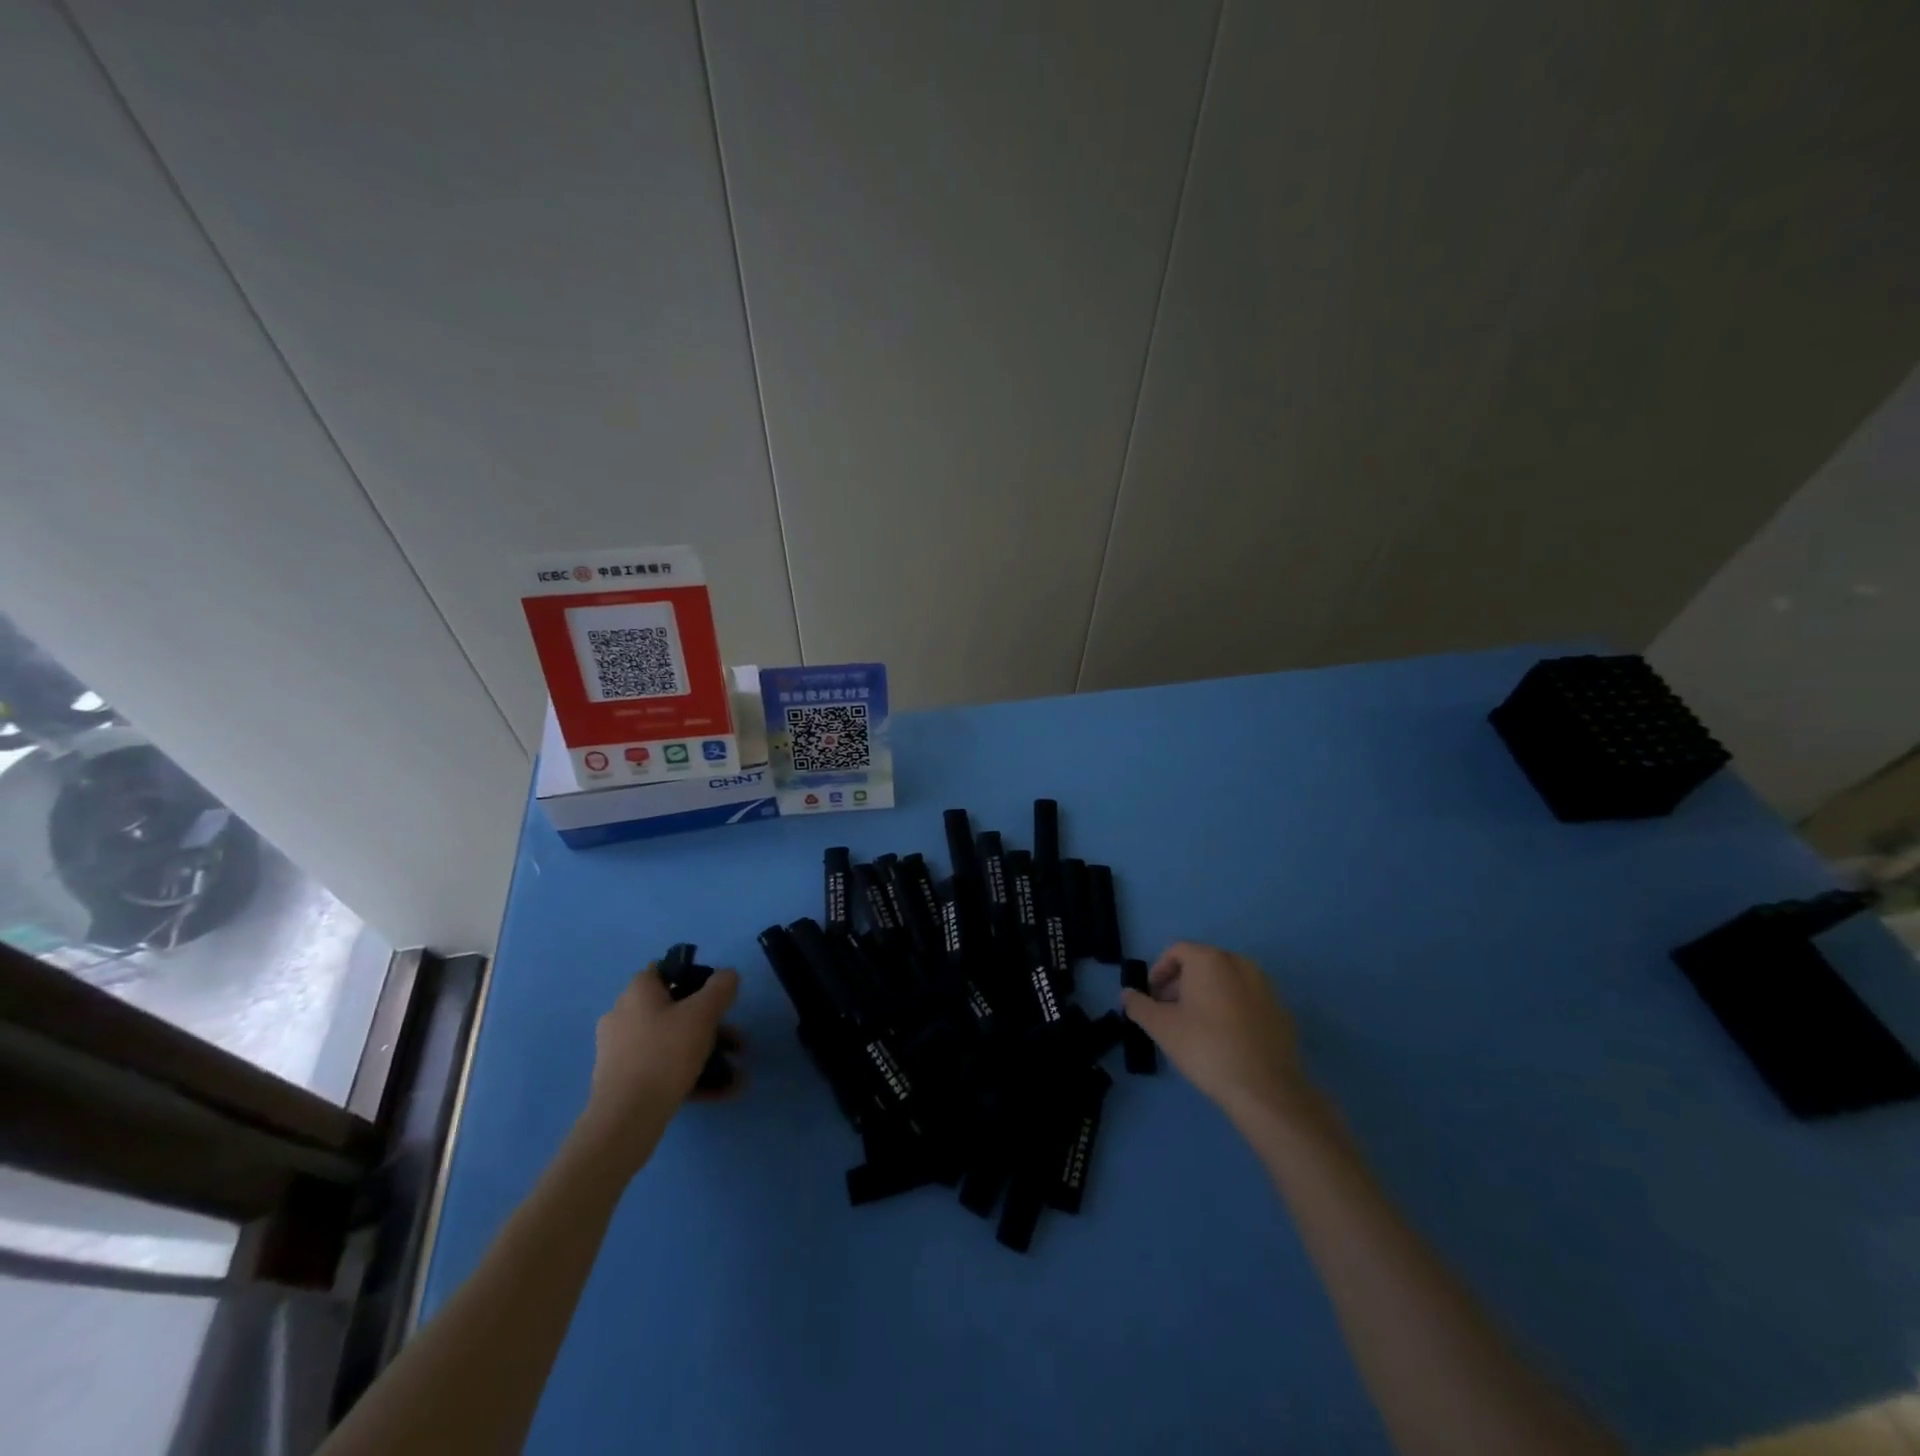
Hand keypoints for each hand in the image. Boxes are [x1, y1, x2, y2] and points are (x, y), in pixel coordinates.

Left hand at [579, 965, 741, 1164]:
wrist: (626, 1119)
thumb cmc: (665, 1054)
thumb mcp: (703, 1014)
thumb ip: (720, 988)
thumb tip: (728, 974)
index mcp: (637, 992)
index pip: (665, 970)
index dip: (695, 977)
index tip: (719, 996)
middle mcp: (623, 1015)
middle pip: (675, 1010)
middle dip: (712, 1025)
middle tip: (737, 1042)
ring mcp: (620, 1051)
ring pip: (672, 1042)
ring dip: (708, 1054)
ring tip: (736, 1075)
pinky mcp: (623, 1081)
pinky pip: (664, 1069)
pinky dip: (692, 1075)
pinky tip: (720, 1092)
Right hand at [1121, 942, 1309, 1126]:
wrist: (1265, 1088)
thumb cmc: (1206, 1048)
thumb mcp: (1162, 1027)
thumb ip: (1139, 1006)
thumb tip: (1126, 994)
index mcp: (1210, 960)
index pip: (1177, 951)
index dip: (1159, 971)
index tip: (1152, 997)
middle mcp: (1240, 963)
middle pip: (1203, 964)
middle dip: (1181, 983)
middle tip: (1170, 1012)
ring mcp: (1265, 986)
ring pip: (1227, 981)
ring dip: (1207, 995)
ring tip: (1196, 1026)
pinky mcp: (1281, 1011)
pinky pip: (1247, 1000)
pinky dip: (1232, 1009)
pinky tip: (1226, 1038)